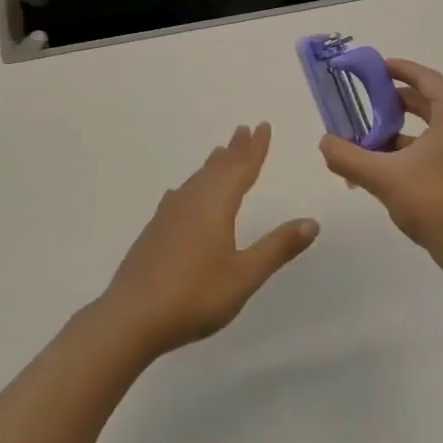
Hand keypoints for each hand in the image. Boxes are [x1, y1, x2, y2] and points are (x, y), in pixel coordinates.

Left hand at [99, 123, 318, 357]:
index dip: (255, 149)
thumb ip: (277, 248)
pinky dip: (190, 186)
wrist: (131, 317)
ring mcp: (169, 215)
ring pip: (196, 180)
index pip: (241, 169)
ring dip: (212, 165)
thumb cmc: (194, 295)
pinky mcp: (154, 231)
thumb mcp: (244, 275)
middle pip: (217, 168)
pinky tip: (180, 194)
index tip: (263, 126)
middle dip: (234, 150)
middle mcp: (191, 201)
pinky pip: (180, 196)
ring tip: (219, 153)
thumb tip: (311, 222)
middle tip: (244, 129)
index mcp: (215, 205)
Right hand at [318, 60, 442, 271]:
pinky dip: (424, 149)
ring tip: (375, 141)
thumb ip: (348, 156)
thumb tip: (324, 142)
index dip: (400, 70)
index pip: (426, 78)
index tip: (377, 68)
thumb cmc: (434, 204)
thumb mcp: (383, 178)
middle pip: (432, 103)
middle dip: (399, 104)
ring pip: (440, 128)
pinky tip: (398, 168)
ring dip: (408, 131)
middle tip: (370, 105)